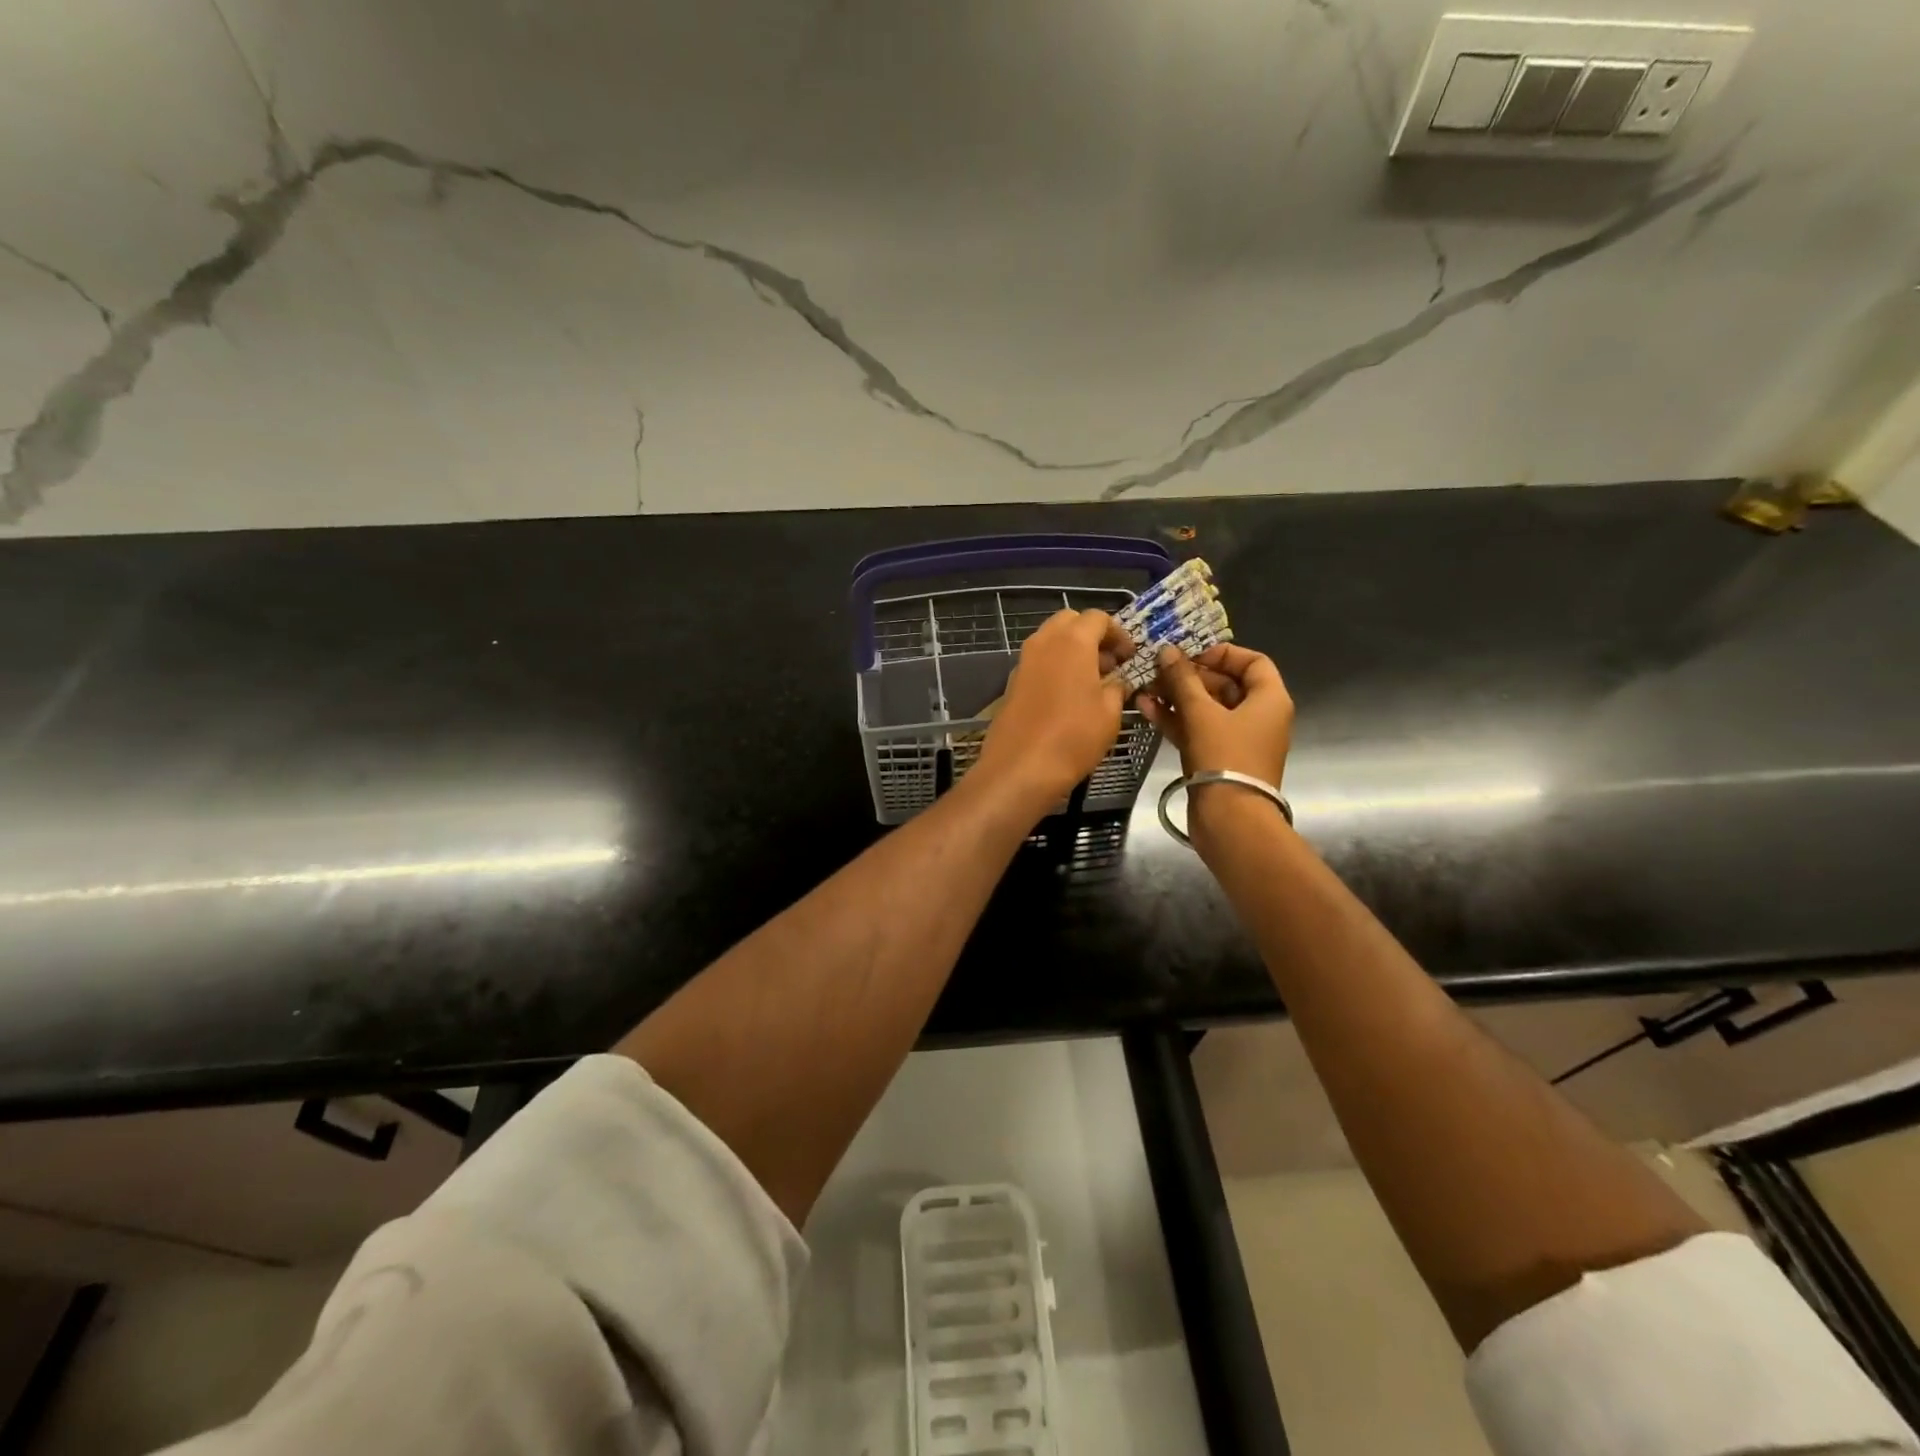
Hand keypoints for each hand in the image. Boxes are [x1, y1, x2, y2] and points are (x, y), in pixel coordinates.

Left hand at [973, 609, 1135, 813]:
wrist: (1020, 768)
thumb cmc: (1073, 736)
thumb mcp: (1110, 712)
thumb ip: (1117, 687)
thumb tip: (1117, 680)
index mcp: (1072, 641)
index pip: (1098, 618)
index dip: (1118, 634)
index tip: (1130, 657)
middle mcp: (1044, 642)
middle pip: (1070, 622)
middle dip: (1092, 636)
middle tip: (1110, 664)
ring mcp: (1023, 661)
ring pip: (1051, 641)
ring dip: (1072, 651)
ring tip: (1092, 683)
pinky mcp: (1012, 683)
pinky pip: (1038, 663)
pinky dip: (1055, 668)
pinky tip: (1068, 697)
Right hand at [1138, 642, 1293, 786]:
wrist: (1230, 819)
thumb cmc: (1225, 757)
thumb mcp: (1201, 713)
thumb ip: (1182, 679)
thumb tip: (1167, 651)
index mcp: (1269, 700)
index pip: (1252, 662)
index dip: (1222, 653)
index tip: (1190, 654)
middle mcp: (1258, 716)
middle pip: (1224, 685)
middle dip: (1189, 676)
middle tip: (1158, 669)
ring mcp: (1236, 739)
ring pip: (1206, 709)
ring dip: (1176, 697)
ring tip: (1144, 687)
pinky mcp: (1217, 758)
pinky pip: (1197, 729)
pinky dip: (1175, 719)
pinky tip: (1146, 708)